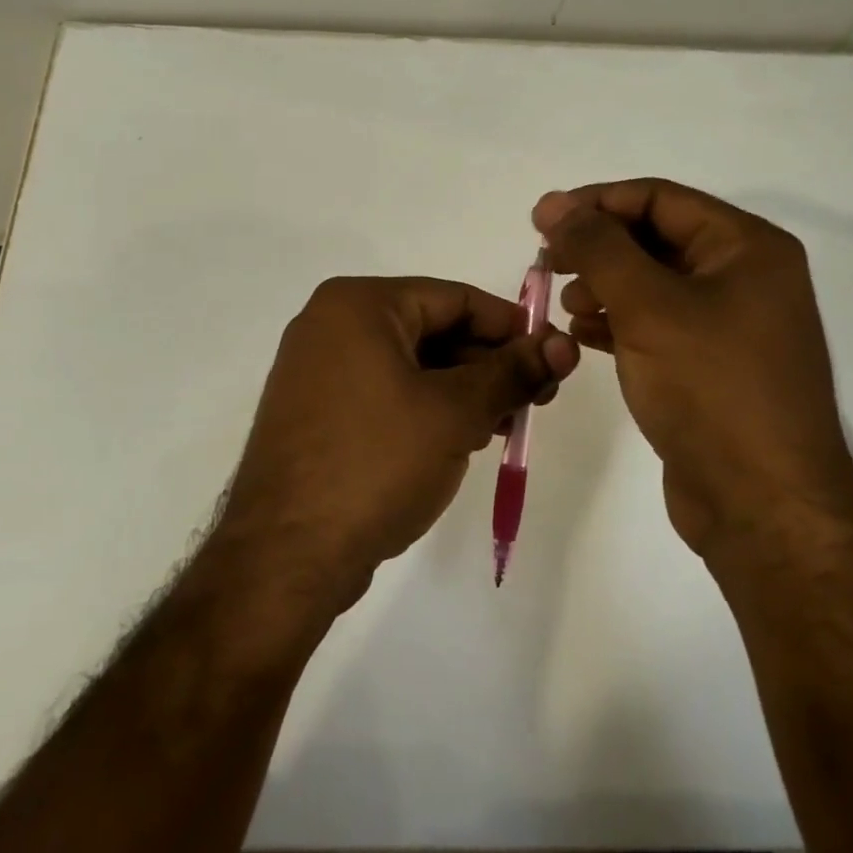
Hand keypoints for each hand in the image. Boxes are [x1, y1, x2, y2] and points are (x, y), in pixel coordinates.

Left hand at [220, 276, 577, 602]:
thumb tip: (566, 345)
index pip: (455, 298)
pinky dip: (427, 410)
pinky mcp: (317, 413)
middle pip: (433, 329)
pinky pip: (386, 394)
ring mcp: (318, 371)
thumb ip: (513, 372)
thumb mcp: (456, 413)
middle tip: (536, 401)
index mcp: (358, 304)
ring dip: (463, 391)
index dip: (511, 327)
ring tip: (505, 426)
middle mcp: (331, 325)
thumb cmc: (376, 463)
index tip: (553, 359)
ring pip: (411, 366)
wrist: (286, 554)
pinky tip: (462, 440)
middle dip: (488, 365)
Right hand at [533, 180, 852, 555]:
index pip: (660, 199)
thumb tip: (554, 204)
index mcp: (747, 248)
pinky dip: (618, 323)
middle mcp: (745, 278)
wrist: (761, 504)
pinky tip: (582, 336)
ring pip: (652, 285)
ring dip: (604, 286)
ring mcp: (730, 326)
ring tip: (566, 305)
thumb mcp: (649, 306)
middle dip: (598, 248)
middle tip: (547, 264)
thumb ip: (597, 248)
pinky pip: (656, 326)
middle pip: (656, 239)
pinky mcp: (710, 368)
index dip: (596, 202)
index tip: (541, 220)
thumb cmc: (711, 388)